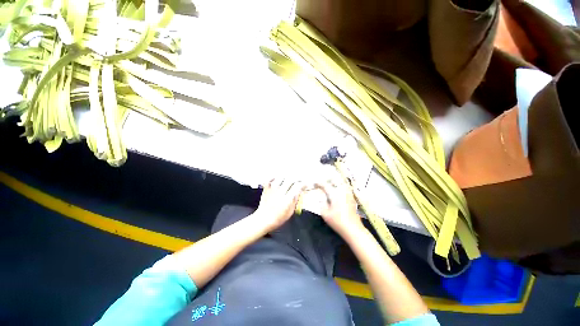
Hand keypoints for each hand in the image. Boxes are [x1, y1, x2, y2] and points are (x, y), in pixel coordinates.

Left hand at [255, 179, 304, 231]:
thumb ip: (295, 200)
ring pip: (281, 177)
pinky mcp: (266, 188)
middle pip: (290, 179)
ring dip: (286, 177)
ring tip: (288, 180)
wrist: (263, 219)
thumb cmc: (278, 218)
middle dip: (296, 179)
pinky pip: (270, 179)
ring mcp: (272, 189)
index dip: (303, 184)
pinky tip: (277, 179)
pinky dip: (274, 178)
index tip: (305, 184)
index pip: (297, 186)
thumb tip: (299, 191)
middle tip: (298, 181)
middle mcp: (280, 192)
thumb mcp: (290, 212)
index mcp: (287, 199)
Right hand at [315, 179, 363, 237]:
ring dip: (335, 181)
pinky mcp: (352, 198)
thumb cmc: (337, 221)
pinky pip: (346, 188)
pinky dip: (341, 186)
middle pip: (335, 180)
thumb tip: (320, 197)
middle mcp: (342, 191)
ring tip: (330, 183)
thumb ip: (321, 203)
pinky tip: (338, 189)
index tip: (315, 183)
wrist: (353, 229)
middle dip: (328, 179)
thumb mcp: (325, 214)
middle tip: (323, 180)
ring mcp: (348, 194)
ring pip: (342, 183)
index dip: (319, 183)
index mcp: (334, 194)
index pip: (325, 185)